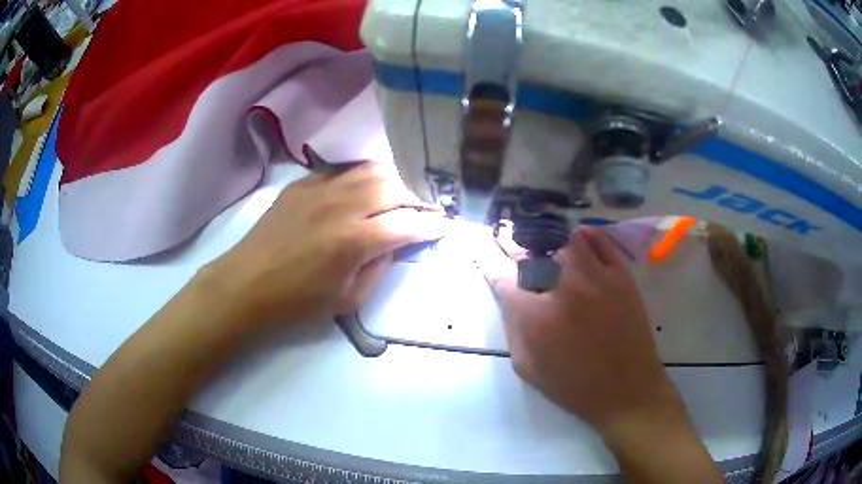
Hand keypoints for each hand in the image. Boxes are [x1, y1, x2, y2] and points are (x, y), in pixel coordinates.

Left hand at [206, 162, 446, 325]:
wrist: (247, 284)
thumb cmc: (297, 302)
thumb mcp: (347, 300)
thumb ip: (378, 269)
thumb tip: (394, 244)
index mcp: (354, 240)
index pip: (408, 224)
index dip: (432, 224)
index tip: (445, 226)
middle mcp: (341, 205)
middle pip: (394, 187)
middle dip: (418, 197)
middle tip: (427, 208)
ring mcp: (320, 188)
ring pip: (371, 169)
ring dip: (394, 179)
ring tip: (402, 192)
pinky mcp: (303, 183)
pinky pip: (342, 169)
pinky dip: (362, 175)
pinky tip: (365, 186)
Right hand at [479, 226, 681, 431]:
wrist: (626, 389)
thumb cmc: (573, 385)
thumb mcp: (527, 366)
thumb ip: (513, 326)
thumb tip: (508, 294)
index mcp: (535, 315)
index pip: (500, 274)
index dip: (485, 257)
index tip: (478, 246)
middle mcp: (563, 287)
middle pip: (530, 250)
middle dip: (511, 243)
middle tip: (507, 240)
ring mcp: (596, 276)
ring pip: (563, 238)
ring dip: (547, 238)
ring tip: (542, 242)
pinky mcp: (621, 275)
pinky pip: (599, 240)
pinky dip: (583, 235)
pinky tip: (576, 239)